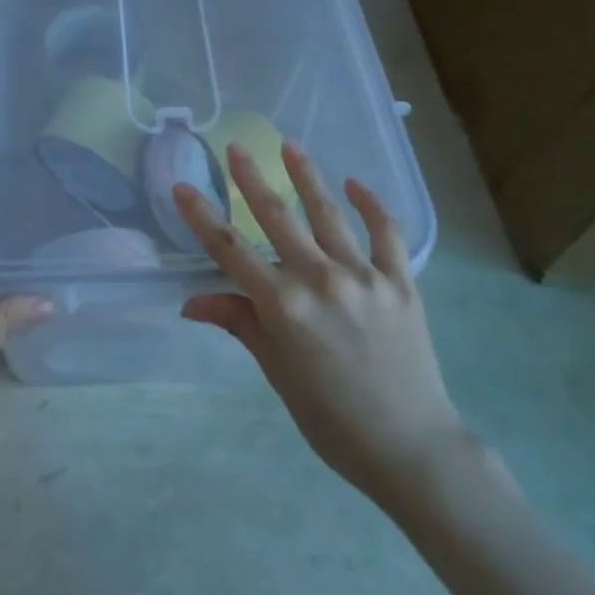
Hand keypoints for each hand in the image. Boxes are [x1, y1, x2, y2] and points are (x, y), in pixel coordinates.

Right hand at [174, 141, 469, 505]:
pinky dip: (371, 205)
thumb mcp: (277, 373)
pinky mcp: (401, 281)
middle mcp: (320, 281)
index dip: (201, 216)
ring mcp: (364, 277)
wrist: (412, 449)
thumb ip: (240, 324)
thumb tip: (191, 302)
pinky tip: (355, 184)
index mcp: (284, 307)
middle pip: (276, 218)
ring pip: (328, 213)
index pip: (230, 250)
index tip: (182, 187)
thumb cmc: (332, 420)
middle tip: (235, 147)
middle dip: (250, 179)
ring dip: (306, 176)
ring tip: (290, 145)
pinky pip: (386, 232)